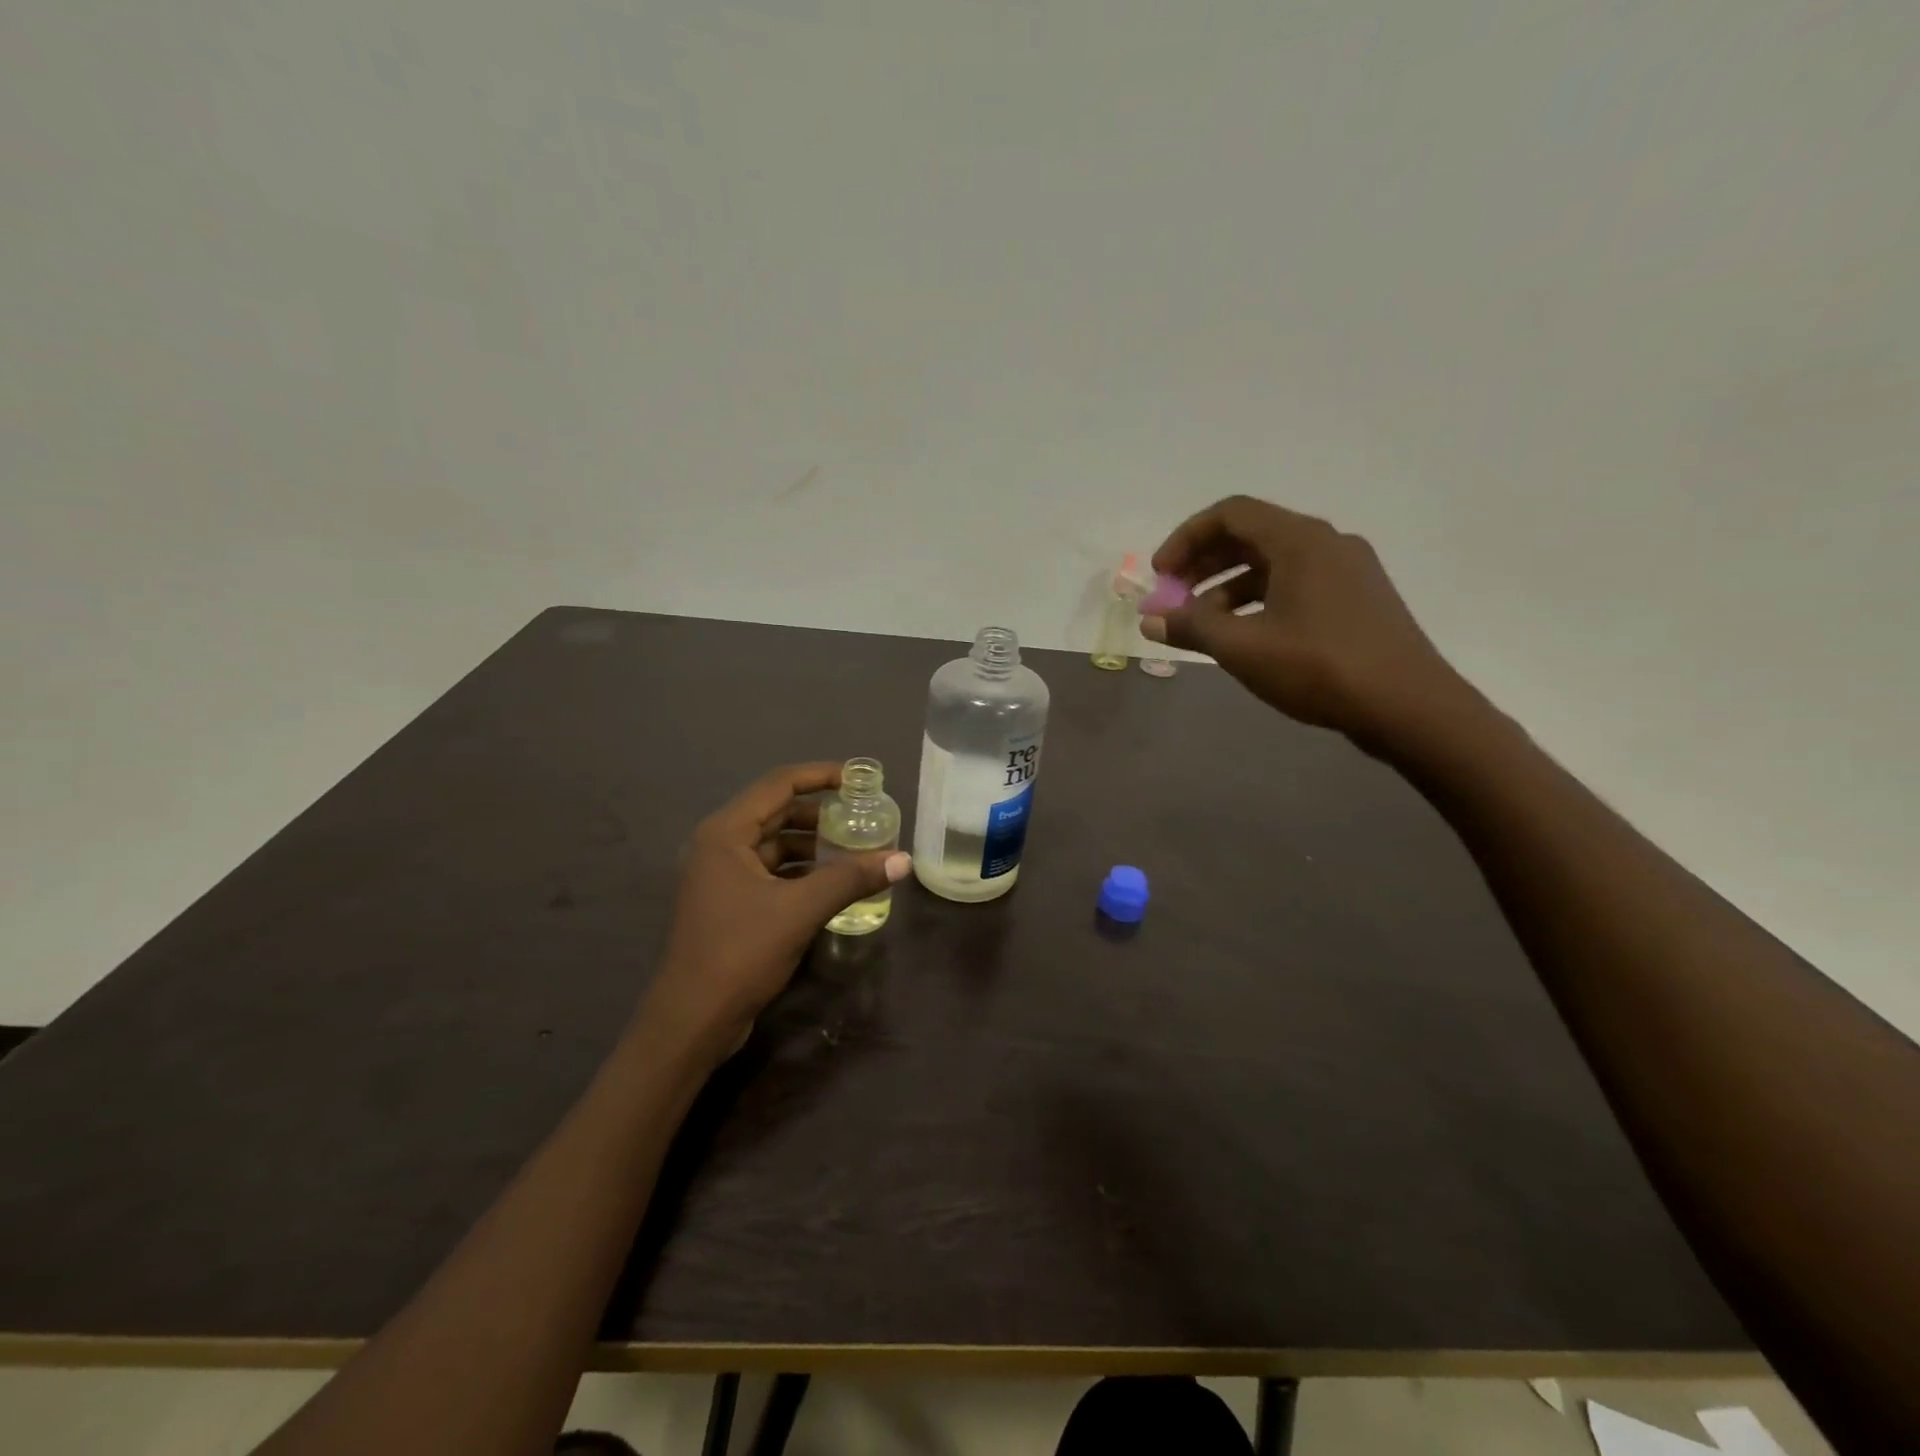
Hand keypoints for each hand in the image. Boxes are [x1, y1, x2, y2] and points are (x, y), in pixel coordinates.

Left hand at [642, 763, 911, 1059]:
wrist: (692, 1021)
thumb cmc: (740, 953)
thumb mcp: (800, 910)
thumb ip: (851, 879)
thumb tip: (902, 860)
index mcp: (726, 833)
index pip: (779, 785)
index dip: (820, 775)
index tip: (858, 778)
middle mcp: (720, 845)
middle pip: (777, 812)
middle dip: (821, 813)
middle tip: (862, 816)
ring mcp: (722, 876)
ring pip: (776, 845)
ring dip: (813, 845)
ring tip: (855, 849)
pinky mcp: (729, 903)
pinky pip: (772, 872)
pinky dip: (802, 871)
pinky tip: (832, 882)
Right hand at [1144, 496, 1476, 745]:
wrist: (1409, 707)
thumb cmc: (1320, 667)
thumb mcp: (1243, 648)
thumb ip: (1191, 627)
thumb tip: (1150, 619)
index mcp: (1300, 540)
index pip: (1230, 514)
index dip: (1185, 539)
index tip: (1160, 577)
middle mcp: (1326, 543)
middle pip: (1251, 536)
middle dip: (1203, 565)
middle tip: (1173, 600)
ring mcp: (1348, 571)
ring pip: (1273, 564)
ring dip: (1228, 588)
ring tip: (1203, 626)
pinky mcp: (1358, 600)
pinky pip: (1295, 585)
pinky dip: (1259, 601)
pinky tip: (1246, 636)